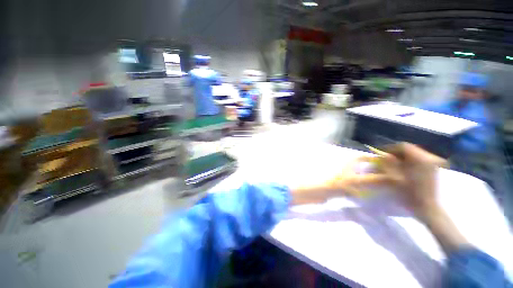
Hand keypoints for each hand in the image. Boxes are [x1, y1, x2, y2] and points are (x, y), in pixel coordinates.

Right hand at [375, 143, 468, 252]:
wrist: (428, 208)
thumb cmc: (410, 193)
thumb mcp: (394, 177)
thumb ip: (387, 164)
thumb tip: (382, 155)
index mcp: (419, 159)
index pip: (403, 146)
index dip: (390, 149)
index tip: (382, 154)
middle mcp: (428, 157)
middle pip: (410, 149)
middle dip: (397, 153)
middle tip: (387, 160)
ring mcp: (433, 163)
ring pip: (415, 154)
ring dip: (403, 157)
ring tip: (395, 165)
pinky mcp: (434, 168)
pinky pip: (420, 160)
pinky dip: (411, 161)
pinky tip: (405, 169)